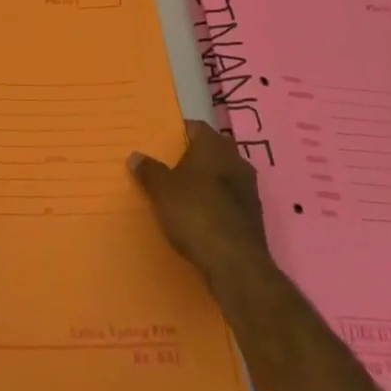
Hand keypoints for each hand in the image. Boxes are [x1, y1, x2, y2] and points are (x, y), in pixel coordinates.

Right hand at [129, 120, 272, 285]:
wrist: (235, 263)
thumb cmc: (195, 213)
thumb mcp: (161, 190)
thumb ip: (149, 170)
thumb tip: (135, 156)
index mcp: (214, 146)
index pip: (195, 127)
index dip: (178, 134)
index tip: (161, 144)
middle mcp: (236, 160)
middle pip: (211, 151)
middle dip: (193, 158)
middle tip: (169, 168)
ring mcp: (249, 189)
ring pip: (223, 176)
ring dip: (207, 182)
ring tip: (182, 194)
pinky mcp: (254, 216)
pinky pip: (230, 200)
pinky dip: (216, 204)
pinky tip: (200, 217)